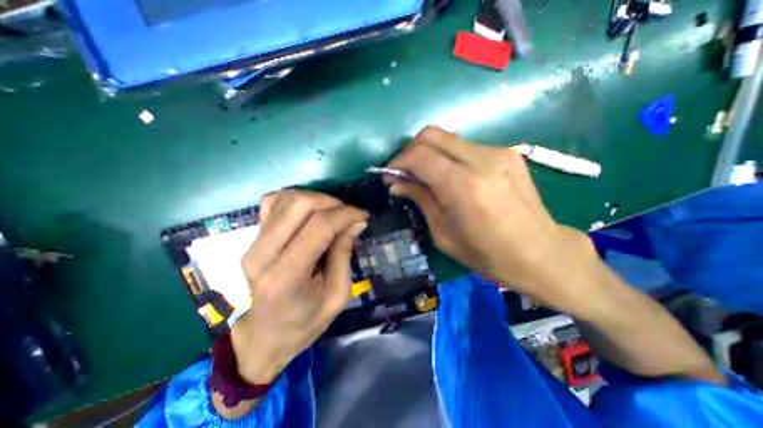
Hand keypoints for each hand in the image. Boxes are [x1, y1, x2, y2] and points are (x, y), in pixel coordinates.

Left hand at [229, 190, 365, 384]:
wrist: (264, 336)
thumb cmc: (305, 322)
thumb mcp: (337, 295)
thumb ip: (344, 254)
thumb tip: (356, 222)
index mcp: (286, 276)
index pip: (319, 227)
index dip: (346, 215)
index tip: (363, 216)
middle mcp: (263, 254)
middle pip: (300, 205)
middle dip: (332, 203)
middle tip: (348, 215)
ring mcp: (253, 244)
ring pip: (286, 199)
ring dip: (316, 199)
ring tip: (332, 213)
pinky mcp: (252, 238)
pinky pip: (272, 203)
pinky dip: (295, 199)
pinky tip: (309, 211)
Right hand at [388, 126, 601, 312]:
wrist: (541, 253)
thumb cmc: (487, 254)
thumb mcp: (443, 233)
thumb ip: (421, 199)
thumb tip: (397, 183)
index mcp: (463, 186)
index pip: (419, 155)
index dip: (398, 162)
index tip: (389, 176)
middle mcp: (481, 160)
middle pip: (432, 134)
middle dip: (410, 150)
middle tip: (403, 171)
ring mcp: (498, 152)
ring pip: (448, 137)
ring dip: (429, 152)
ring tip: (424, 175)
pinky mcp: (507, 153)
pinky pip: (465, 146)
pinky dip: (448, 156)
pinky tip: (449, 176)